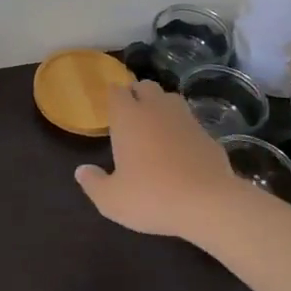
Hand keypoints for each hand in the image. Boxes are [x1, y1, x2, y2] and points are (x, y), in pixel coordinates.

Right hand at [75, 81, 238, 239]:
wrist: (209, 204)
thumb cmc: (152, 197)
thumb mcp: (112, 200)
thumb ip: (93, 183)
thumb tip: (81, 171)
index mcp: (128, 117)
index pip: (116, 91)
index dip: (113, 96)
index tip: (110, 109)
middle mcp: (156, 109)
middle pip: (145, 86)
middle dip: (137, 94)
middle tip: (131, 115)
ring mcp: (185, 119)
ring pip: (170, 99)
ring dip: (161, 106)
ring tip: (156, 126)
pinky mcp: (208, 134)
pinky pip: (190, 122)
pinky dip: (182, 128)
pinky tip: (181, 148)